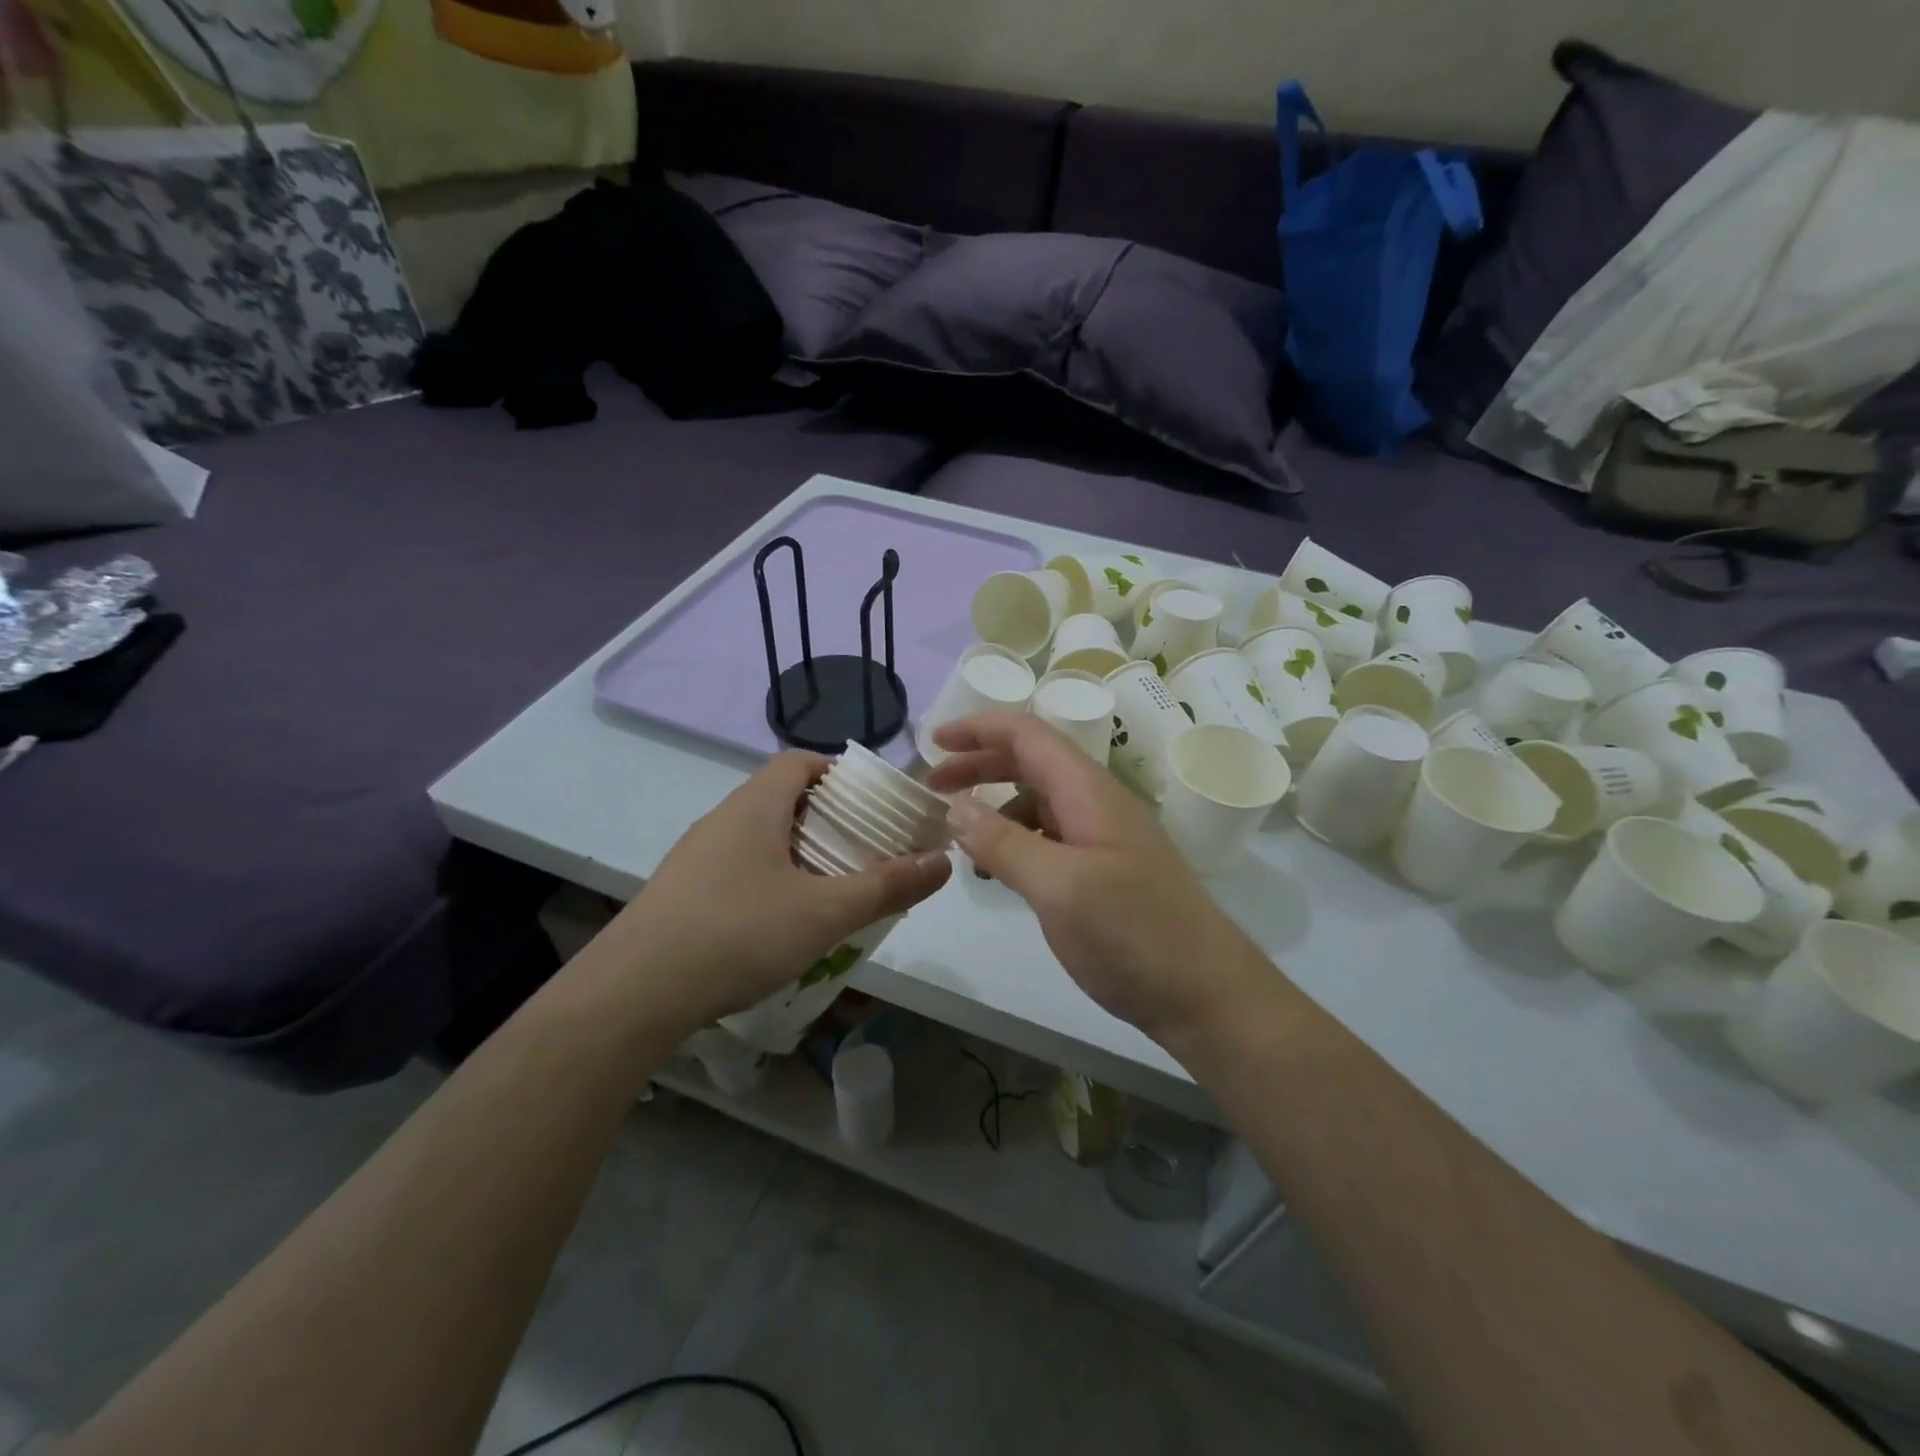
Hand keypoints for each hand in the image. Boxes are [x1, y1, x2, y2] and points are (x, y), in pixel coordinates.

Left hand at [590, 753, 951, 1032]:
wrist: (632, 995)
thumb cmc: (736, 934)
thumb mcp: (824, 912)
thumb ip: (887, 886)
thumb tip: (943, 860)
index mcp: (755, 807)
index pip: (799, 761)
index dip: (839, 772)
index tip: (873, 803)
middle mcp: (722, 820)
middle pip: (782, 798)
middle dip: (829, 819)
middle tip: (865, 850)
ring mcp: (696, 858)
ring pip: (760, 837)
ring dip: (800, 853)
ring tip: (834, 888)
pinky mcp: (682, 894)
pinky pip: (738, 870)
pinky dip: (771, 880)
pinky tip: (783, 923)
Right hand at [926, 714, 1268, 1043]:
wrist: (1207, 996)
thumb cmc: (1133, 935)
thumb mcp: (1058, 888)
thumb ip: (1004, 843)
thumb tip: (955, 806)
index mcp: (1089, 792)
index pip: (1029, 735)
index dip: (979, 729)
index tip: (933, 742)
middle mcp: (1098, 804)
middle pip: (1032, 762)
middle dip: (980, 765)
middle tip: (933, 787)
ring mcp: (1105, 839)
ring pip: (1040, 802)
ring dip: (997, 807)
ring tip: (961, 837)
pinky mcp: (1107, 872)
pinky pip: (1052, 838)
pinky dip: (1018, 842)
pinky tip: (1001, 871)